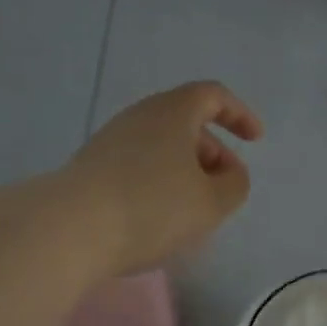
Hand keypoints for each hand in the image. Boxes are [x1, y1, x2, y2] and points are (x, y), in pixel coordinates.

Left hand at [64, 82, 262, 273]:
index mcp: (172, 112)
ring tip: (193, 210)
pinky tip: (159, 219)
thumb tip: (230, 174)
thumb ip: (235, 184)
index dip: (239, 114)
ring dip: (185, 172)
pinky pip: (138, 167)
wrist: (71, 229)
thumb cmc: (153, 208)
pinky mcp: (92, 169)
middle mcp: (139, 117)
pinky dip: (159, 184)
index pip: (212, 96)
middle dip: (213, 152)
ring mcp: (110, 142)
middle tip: (225, 187)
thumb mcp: (212, 202)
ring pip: (160, 147)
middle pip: (185, 123)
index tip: (255, 140)